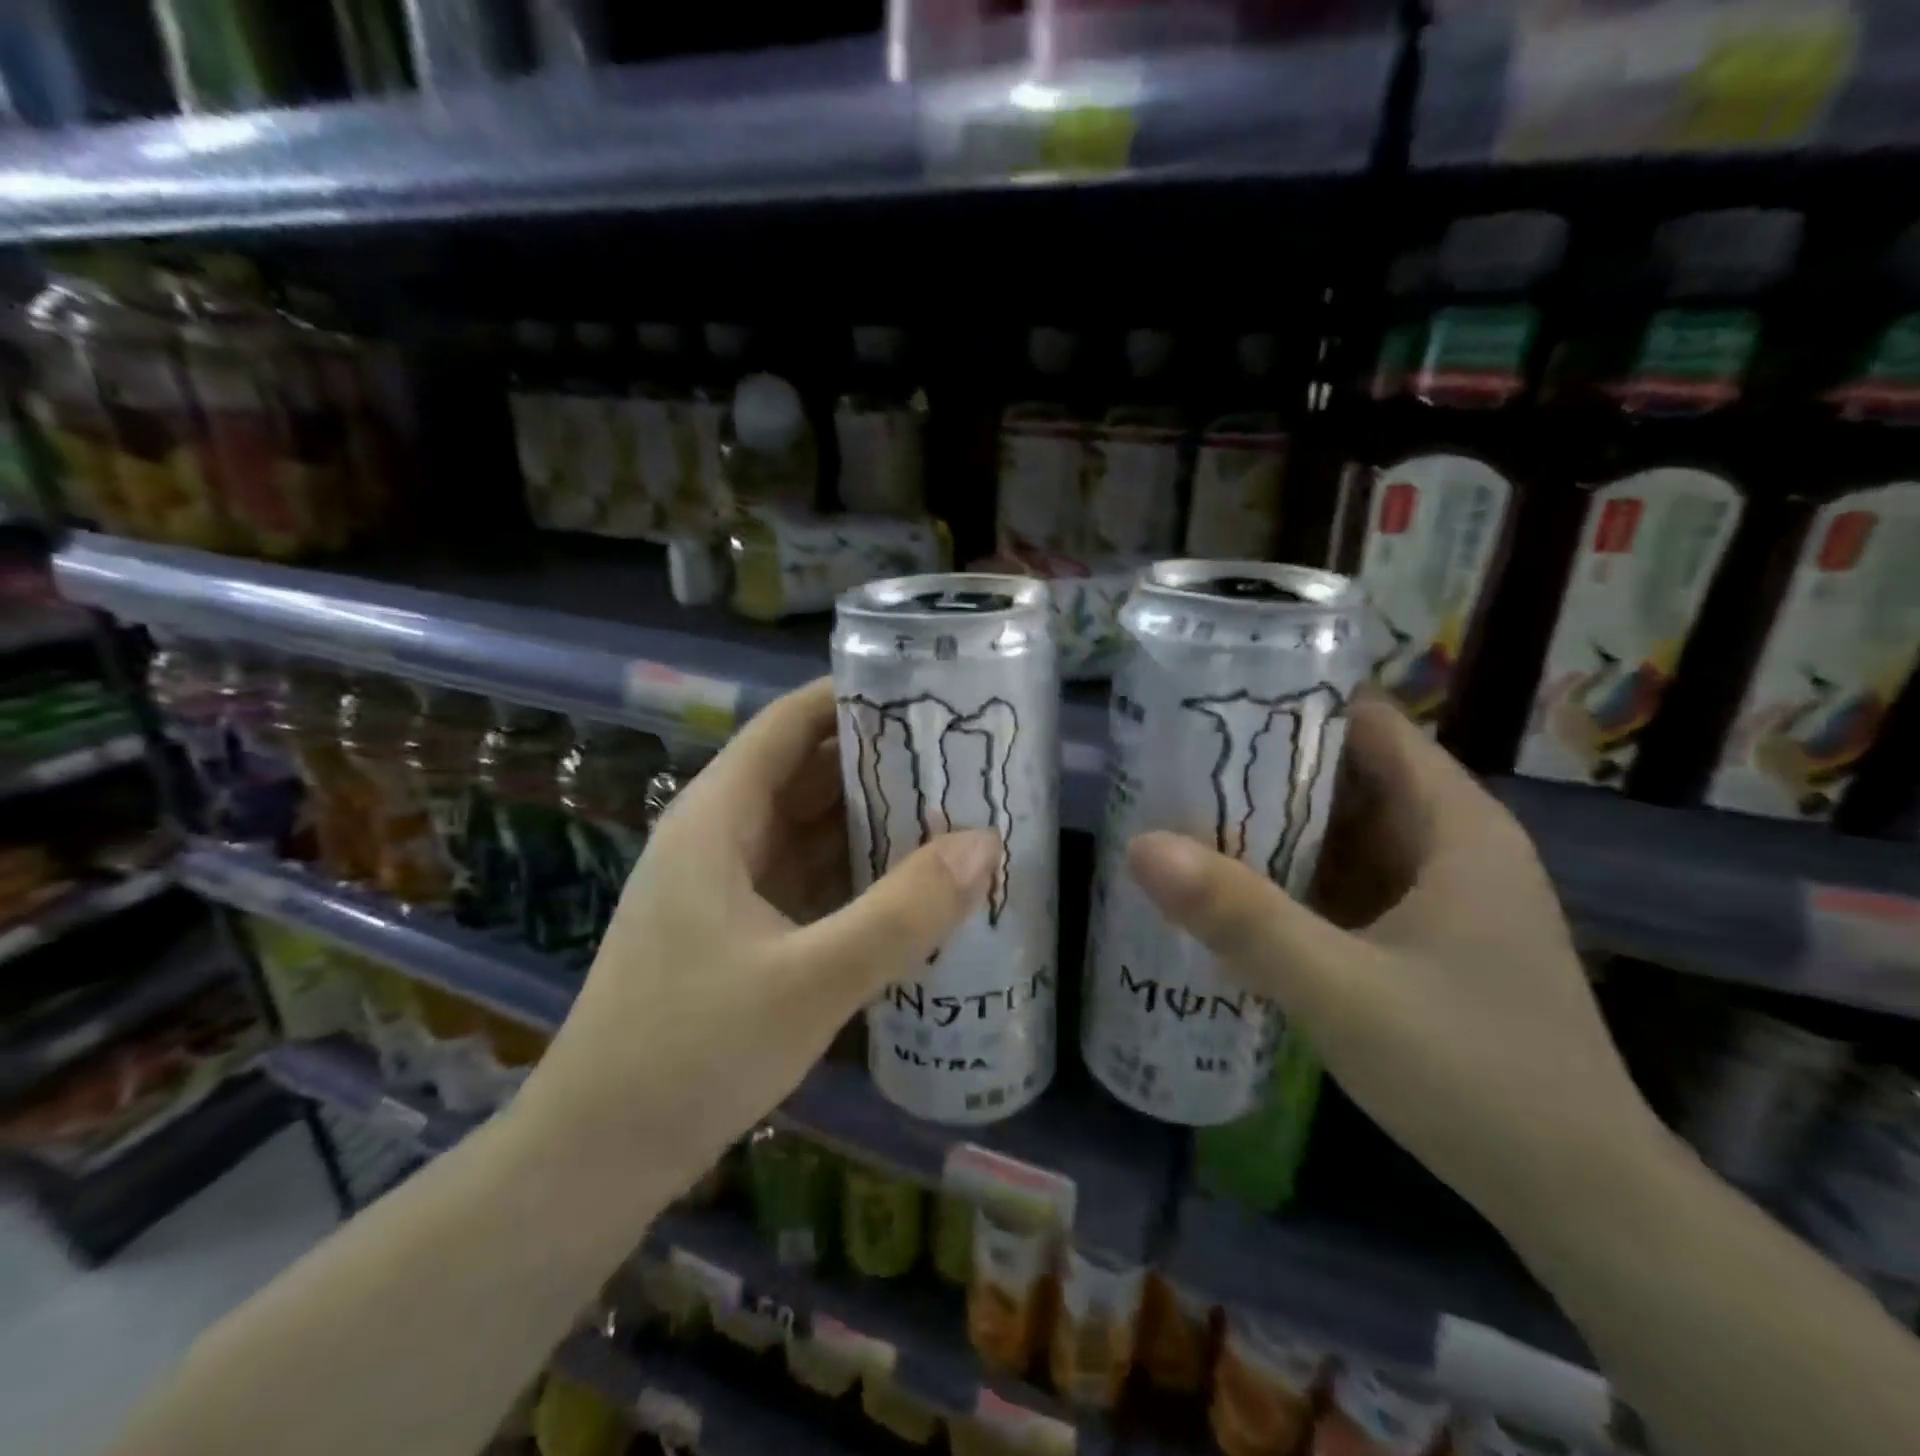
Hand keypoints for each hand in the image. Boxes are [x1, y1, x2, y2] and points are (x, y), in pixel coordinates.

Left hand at [515, 679, 998, 1196]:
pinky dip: (856, 874)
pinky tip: (911, 885)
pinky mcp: (740, 932)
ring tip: (953, 813)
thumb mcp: (810, 980)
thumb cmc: (689, 1052)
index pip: (791, 724)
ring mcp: (728, 887)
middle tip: (961, 759)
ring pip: (811, 830)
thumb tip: (985, 844)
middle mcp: (721, 837)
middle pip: (808, 774)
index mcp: (718, 817)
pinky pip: (808, 879)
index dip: (854, 699)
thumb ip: (902, 912)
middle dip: (881, 763)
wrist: (595, 1158)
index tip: (927, 695)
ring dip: (873, 821)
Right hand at [1128, 697, 1662, 1233]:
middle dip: (1264, 769)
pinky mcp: (1423, 940)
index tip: (1209, 710)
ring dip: (1273, 825)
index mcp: (1455, 826)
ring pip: (1344, 833)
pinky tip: (1233, 891)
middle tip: (1174, 766)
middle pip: (1347, 776)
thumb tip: (1140, 844)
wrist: (1578, 1199)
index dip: (1292, 708)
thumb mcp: (1342, 991)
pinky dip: (1292, 876)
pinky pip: (1346, 882)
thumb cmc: (1474, 1076)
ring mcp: (1439, 896)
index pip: (1368, 725)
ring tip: (1184, 816)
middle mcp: (1451, 845)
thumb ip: (1241, 917)